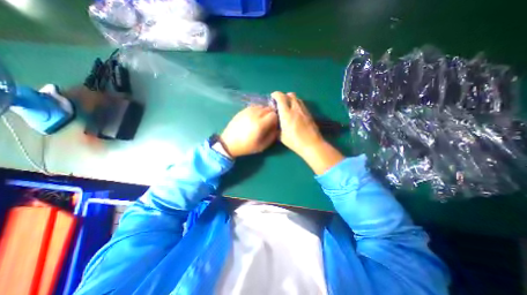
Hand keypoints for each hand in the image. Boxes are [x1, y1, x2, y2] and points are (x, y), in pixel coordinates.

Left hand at [219, 105, 278, 157]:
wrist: (229, 143)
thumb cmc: (246, 147)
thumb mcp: (262, 146)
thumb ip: (272, 136)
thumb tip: (277, 128)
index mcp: (259, 124)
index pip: (274, 115)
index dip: (276, 119)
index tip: (274, 125)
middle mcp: (254, 115)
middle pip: (268, 109)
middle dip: (271, 114)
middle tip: (269, 122)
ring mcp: (247, 111)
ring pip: (261, 106)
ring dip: (265, 112)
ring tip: (262, 119)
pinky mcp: (242, 111)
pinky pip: (254, 107)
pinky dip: (258, 110)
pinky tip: (255, 117)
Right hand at [269, 91, 343, 174]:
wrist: (312, 144)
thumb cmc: (295, 141)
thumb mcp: (281, 137)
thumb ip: (277, 128)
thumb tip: (276, 124)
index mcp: (286, 114)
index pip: (281, 98)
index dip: (276, 94)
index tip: (273, 96)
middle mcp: (295, 109)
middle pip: (291, 95)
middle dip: (284, 96)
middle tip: (280, 102)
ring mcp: (304, 111)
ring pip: (297, 99)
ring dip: (291, 99)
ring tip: (288, 107)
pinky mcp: (309, 114)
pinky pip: (302, 104)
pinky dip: (297, 104)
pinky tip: (296, 112)